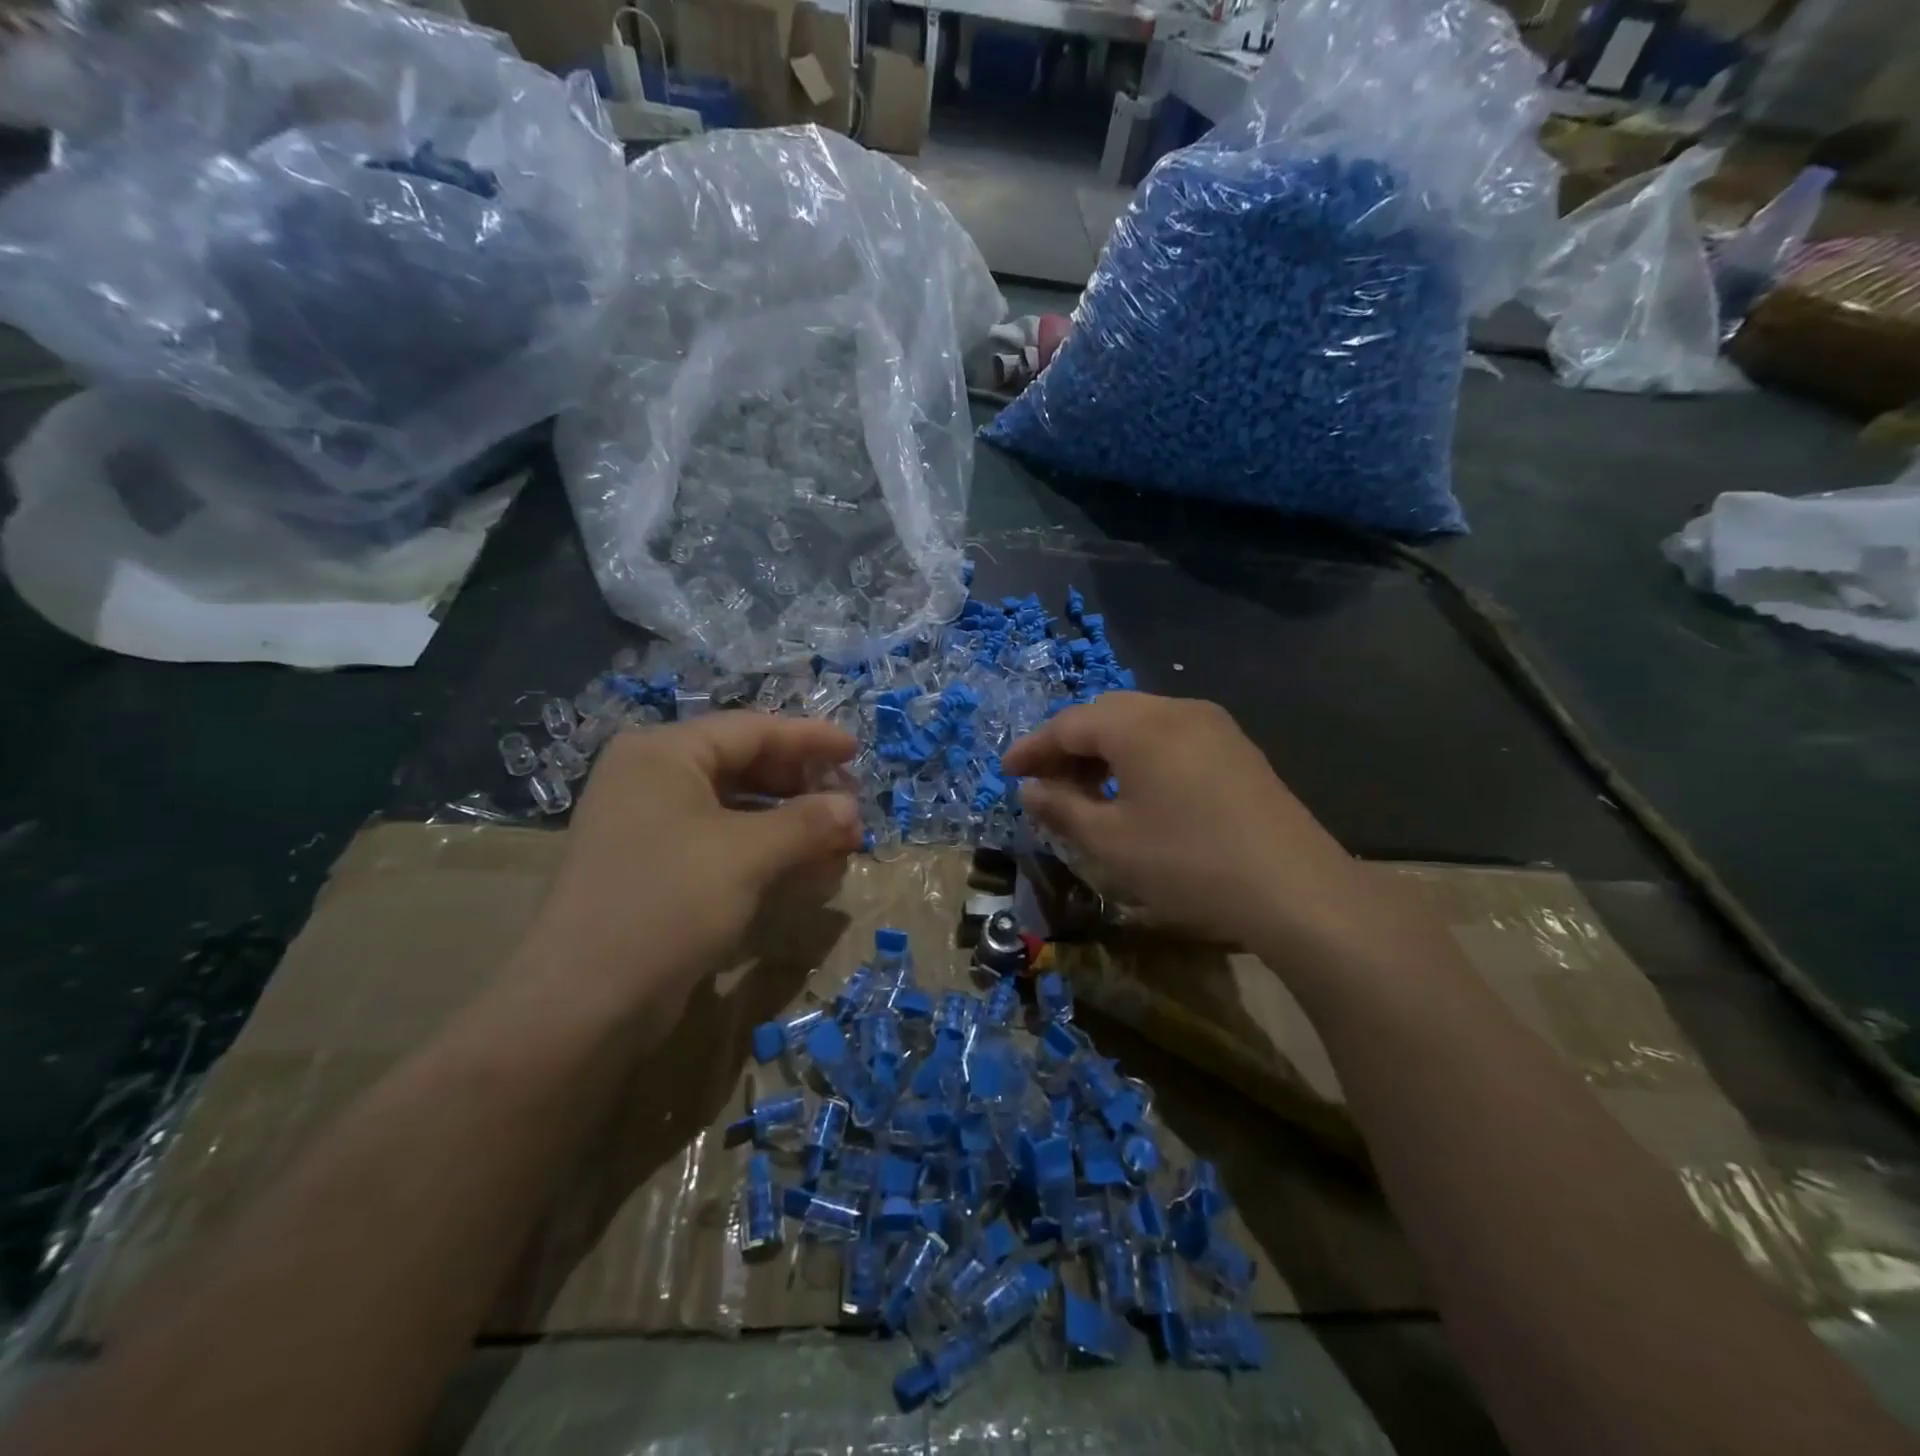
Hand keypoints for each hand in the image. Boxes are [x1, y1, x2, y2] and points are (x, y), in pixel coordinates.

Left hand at [510, 714, 860, 1022]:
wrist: (583, 1002)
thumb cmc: (667, 902)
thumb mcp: (747, 855)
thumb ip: (807, 822)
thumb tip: (852, 808)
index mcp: (664, 753)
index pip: (752, 729)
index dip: (810, 738)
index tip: (857, 750)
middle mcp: (653, 779)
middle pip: (746, 766)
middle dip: (803, 788)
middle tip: (851, 808)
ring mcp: (652, 826)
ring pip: (739, 810)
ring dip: (792, 825)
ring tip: (840, 845)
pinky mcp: (658, 869)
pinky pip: (724, 844)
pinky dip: (767, 853)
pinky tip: (806, 872)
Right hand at [1002, 693, 1385, 961]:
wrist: (1295, 889)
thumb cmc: (1188, 863)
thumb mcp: (1110, 842)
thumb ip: (1061, 808)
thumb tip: (1030, 788)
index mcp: (1138, 725)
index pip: (1069, 724)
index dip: (1033, 748)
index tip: (1007, 772)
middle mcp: (1175, 710)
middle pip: (1105, 715)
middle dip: (1068, 746)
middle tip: (1044, 782)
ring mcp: (1213, 725)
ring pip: (1140, 723)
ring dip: (1105, 750)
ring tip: (1086, 790)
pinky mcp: (1237, 748)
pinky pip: (1171, 737)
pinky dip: (1140, 755)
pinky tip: (1136, 792)